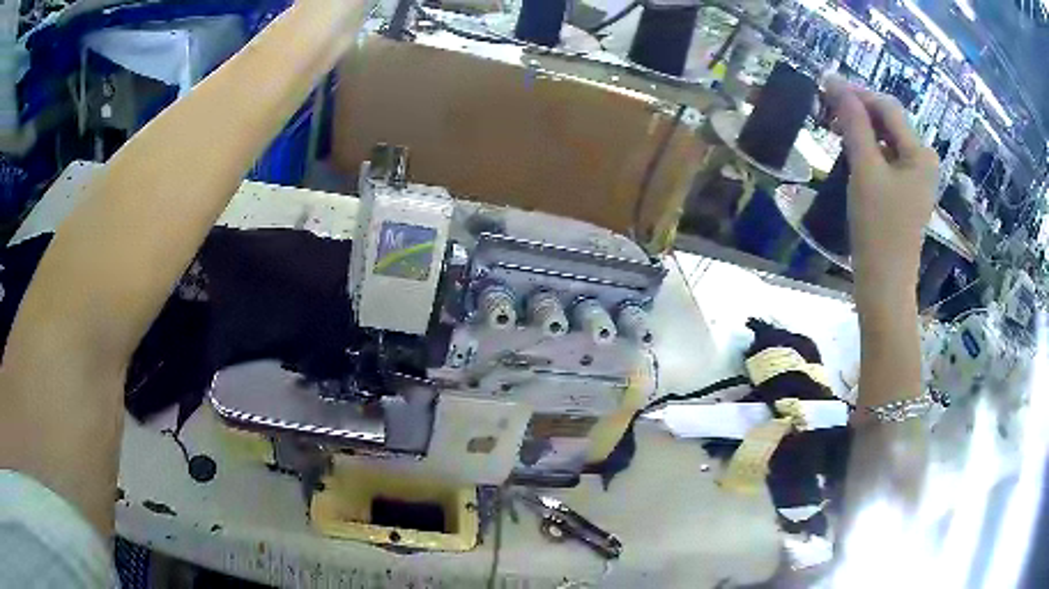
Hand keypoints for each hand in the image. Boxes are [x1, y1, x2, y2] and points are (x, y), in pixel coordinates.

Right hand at [825, 77, 938, 295]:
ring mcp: (917, 178)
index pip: (887, 107)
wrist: (885, 284)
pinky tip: (850, 152)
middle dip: (859, 111)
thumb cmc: (878, 227)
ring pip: (886, 139)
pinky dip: (868, 149)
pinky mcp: (907, 192)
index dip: (857, 93)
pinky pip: (887, 158)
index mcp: (920, 153)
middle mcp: (923, 160)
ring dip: (861, 129)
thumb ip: (853, 123)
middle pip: (889, 121)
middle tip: (825, 110)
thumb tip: (834, 82)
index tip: (824, 87)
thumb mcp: (865, 169)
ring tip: (833, 130)